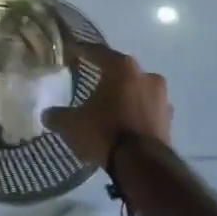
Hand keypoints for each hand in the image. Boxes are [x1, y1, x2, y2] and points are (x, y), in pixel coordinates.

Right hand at [46, 44, 173, 167]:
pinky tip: (124, 125)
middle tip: (93, 82)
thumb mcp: (72, 124)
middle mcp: (146, 75)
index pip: (98, 52)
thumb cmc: (105, 132)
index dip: (83, 51)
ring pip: (138, 91)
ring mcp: (161, 98)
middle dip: (108, 77)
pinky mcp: (168, 120)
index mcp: (122, 67)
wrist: (143, 165)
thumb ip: (58, 115)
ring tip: (110, 108)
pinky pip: (147, 111)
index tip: (72, 50)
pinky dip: (136, 115)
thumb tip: (48, 114)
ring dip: (126, 97)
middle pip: (122, 71)